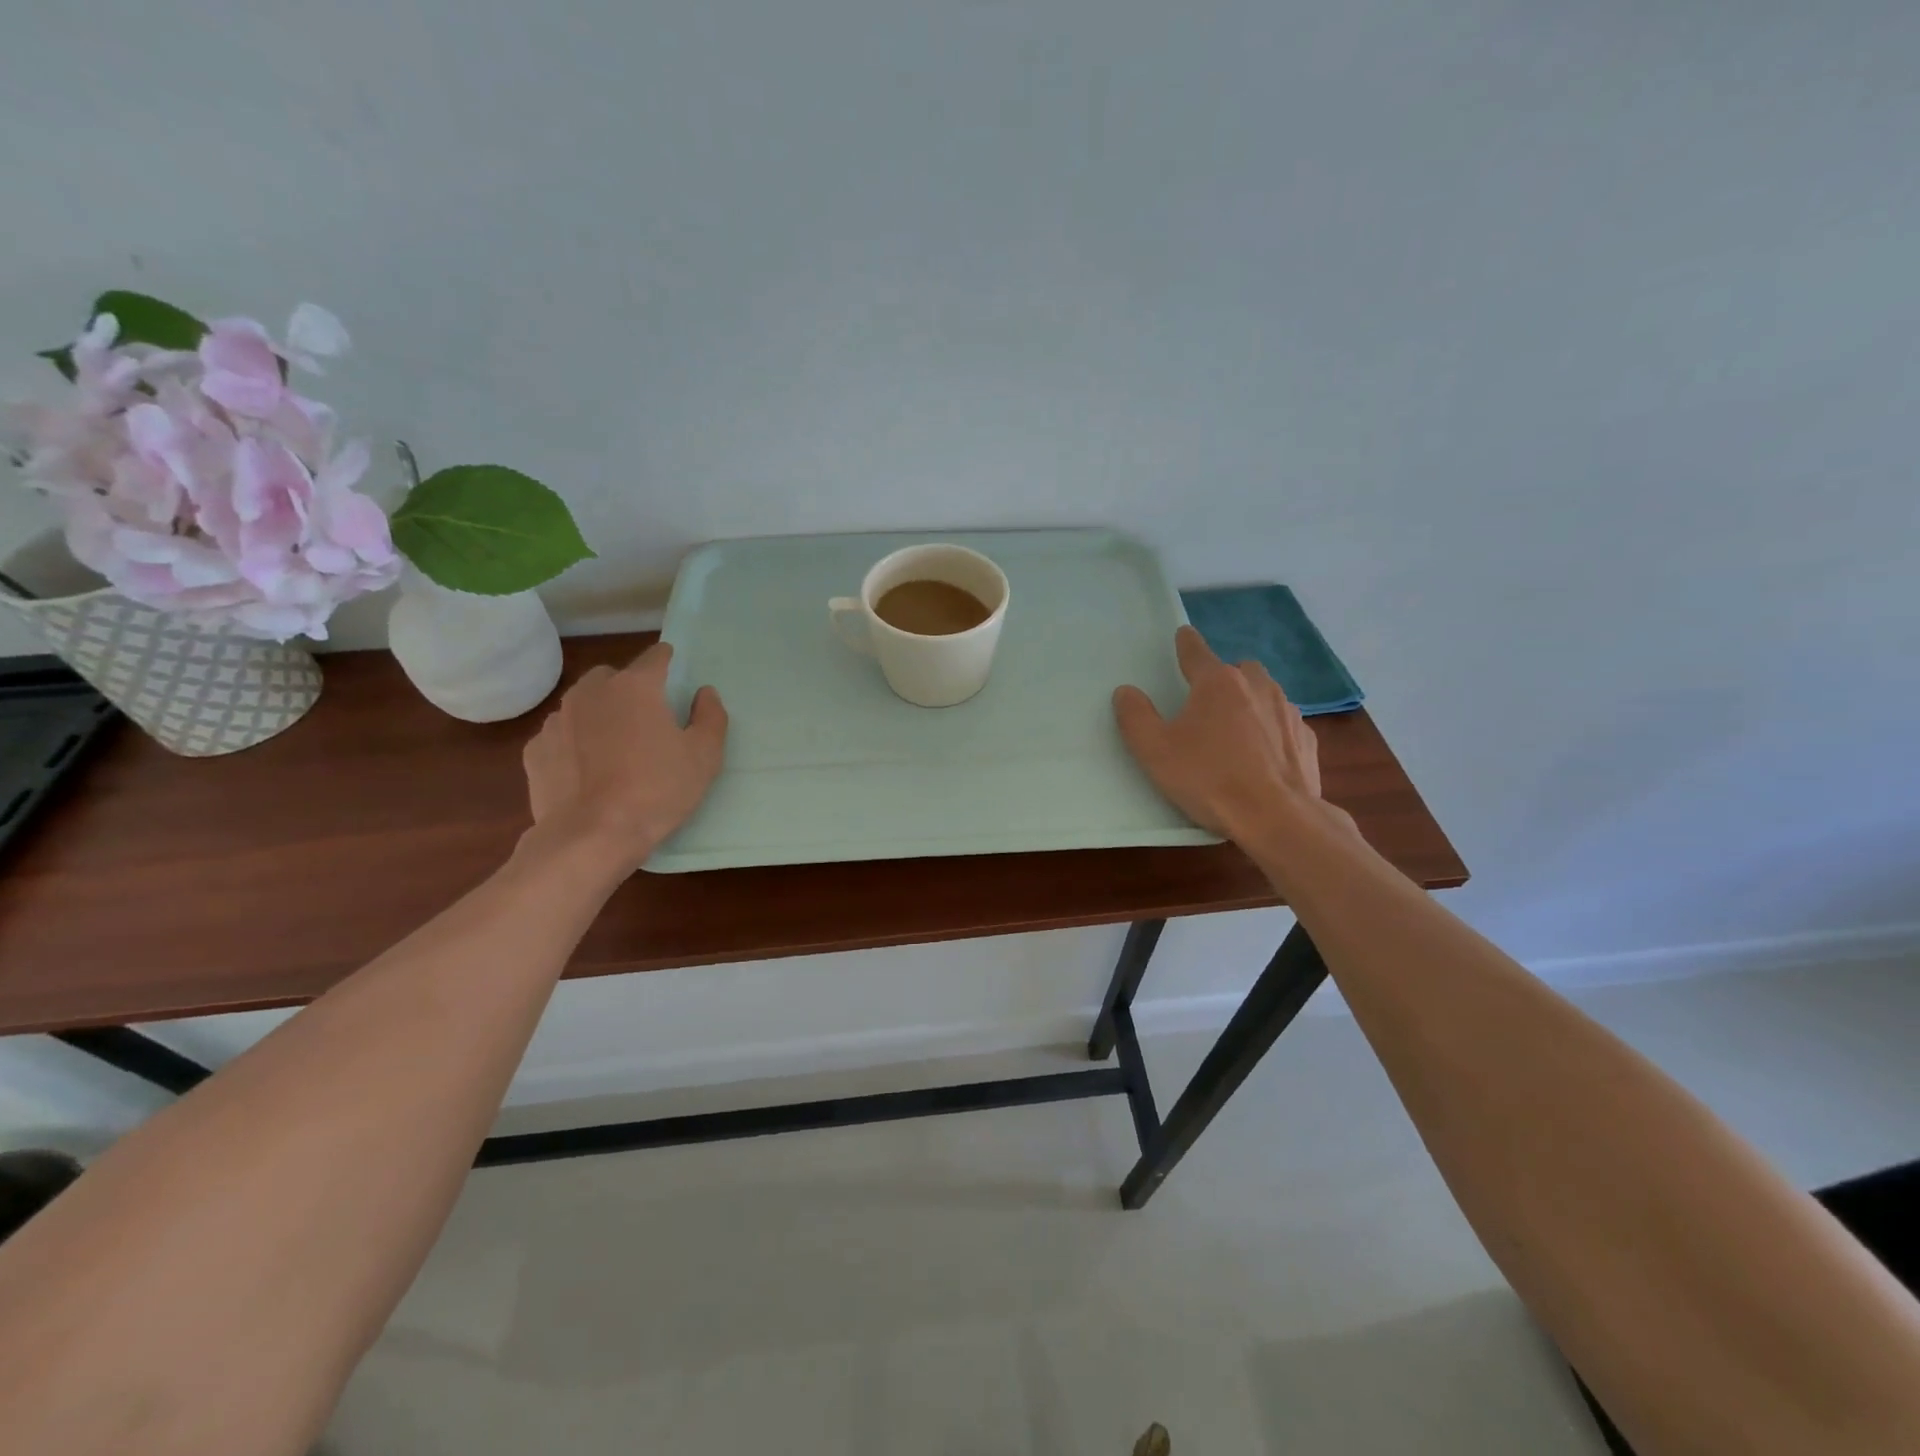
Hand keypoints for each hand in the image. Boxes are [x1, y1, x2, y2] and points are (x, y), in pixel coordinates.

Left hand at [521, 643, 727, 873]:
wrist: (591, 837)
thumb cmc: (657, 790)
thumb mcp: (704, 756)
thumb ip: (710, 716)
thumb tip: (704, 692)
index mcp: (635, 686)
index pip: (656, 656)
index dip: (669, 663)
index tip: (676, 677)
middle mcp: (591, 692)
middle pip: (613, 676)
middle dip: (628, 689)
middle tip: (646, 721)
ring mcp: (557, 720)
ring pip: (583, 704)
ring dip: (599, 715)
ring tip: (614, 750)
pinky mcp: (535, 750)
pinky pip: (561, 735)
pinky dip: (574, 744)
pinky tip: (587, 772)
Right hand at [1113, 626, 1344, 842]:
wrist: (1277, 818)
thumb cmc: (1209, 779)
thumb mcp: (1155, 751)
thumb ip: (1135, 717)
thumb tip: (1126, 692)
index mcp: (1217, 683)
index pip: (1196, 650)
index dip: (1185, 643)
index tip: (1182, 636)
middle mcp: (1256, 686)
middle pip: (1237, 669)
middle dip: (1223, 678)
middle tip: (1206, 704)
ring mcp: (1287, 711)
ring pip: (1265, 693)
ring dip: (1249, 703)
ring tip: (1234, 732)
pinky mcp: (1306, 739)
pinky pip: (1283, 724)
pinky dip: (1271, 731)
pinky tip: (1261, 757)